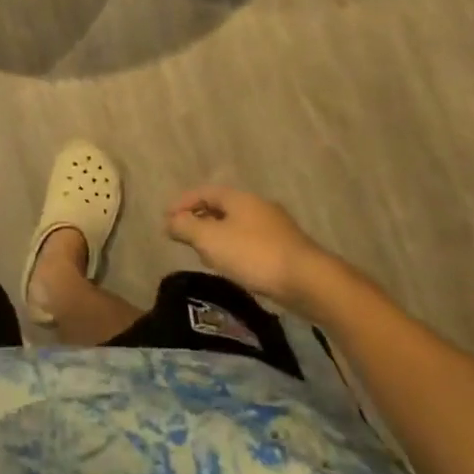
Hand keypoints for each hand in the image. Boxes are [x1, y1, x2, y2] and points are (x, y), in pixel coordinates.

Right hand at [166, 185, 327, 304]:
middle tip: (183, 235)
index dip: (182, 203)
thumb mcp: (210, 240)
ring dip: (217, 235)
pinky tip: (233, 266)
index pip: (203, 192)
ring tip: (204, 253)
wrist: (308, 281)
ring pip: (236, 225)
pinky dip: (234, 248)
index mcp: (238, 197)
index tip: (165, 219)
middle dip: (199, 219)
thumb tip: (169, 221)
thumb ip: (186, 227)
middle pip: (221, 206)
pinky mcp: (286, 248)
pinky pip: (250, 241)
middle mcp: (257, 205)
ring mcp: (275, 226)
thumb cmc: (254, 254)